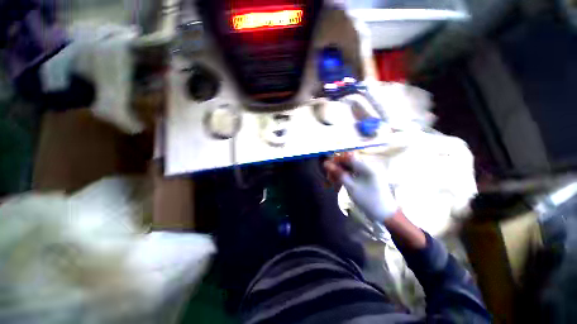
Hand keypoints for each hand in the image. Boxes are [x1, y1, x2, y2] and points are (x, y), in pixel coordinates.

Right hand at [323, 152, 398, 222]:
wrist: (385, 215)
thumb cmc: (368, 201)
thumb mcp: (351, 187)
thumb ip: (338, 174)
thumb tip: (326, 164)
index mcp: (367, 166)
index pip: (348, 157)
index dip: (336, 160)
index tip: (326, 167)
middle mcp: (368, 166)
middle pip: (348, 162)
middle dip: (337, 169)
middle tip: (329, 179)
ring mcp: (368, 171)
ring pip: (349, 168)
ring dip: (340, 174)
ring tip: (333, 184)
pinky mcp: (368, 177)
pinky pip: (354, 174)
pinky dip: (346, 178)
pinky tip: (340, 185)